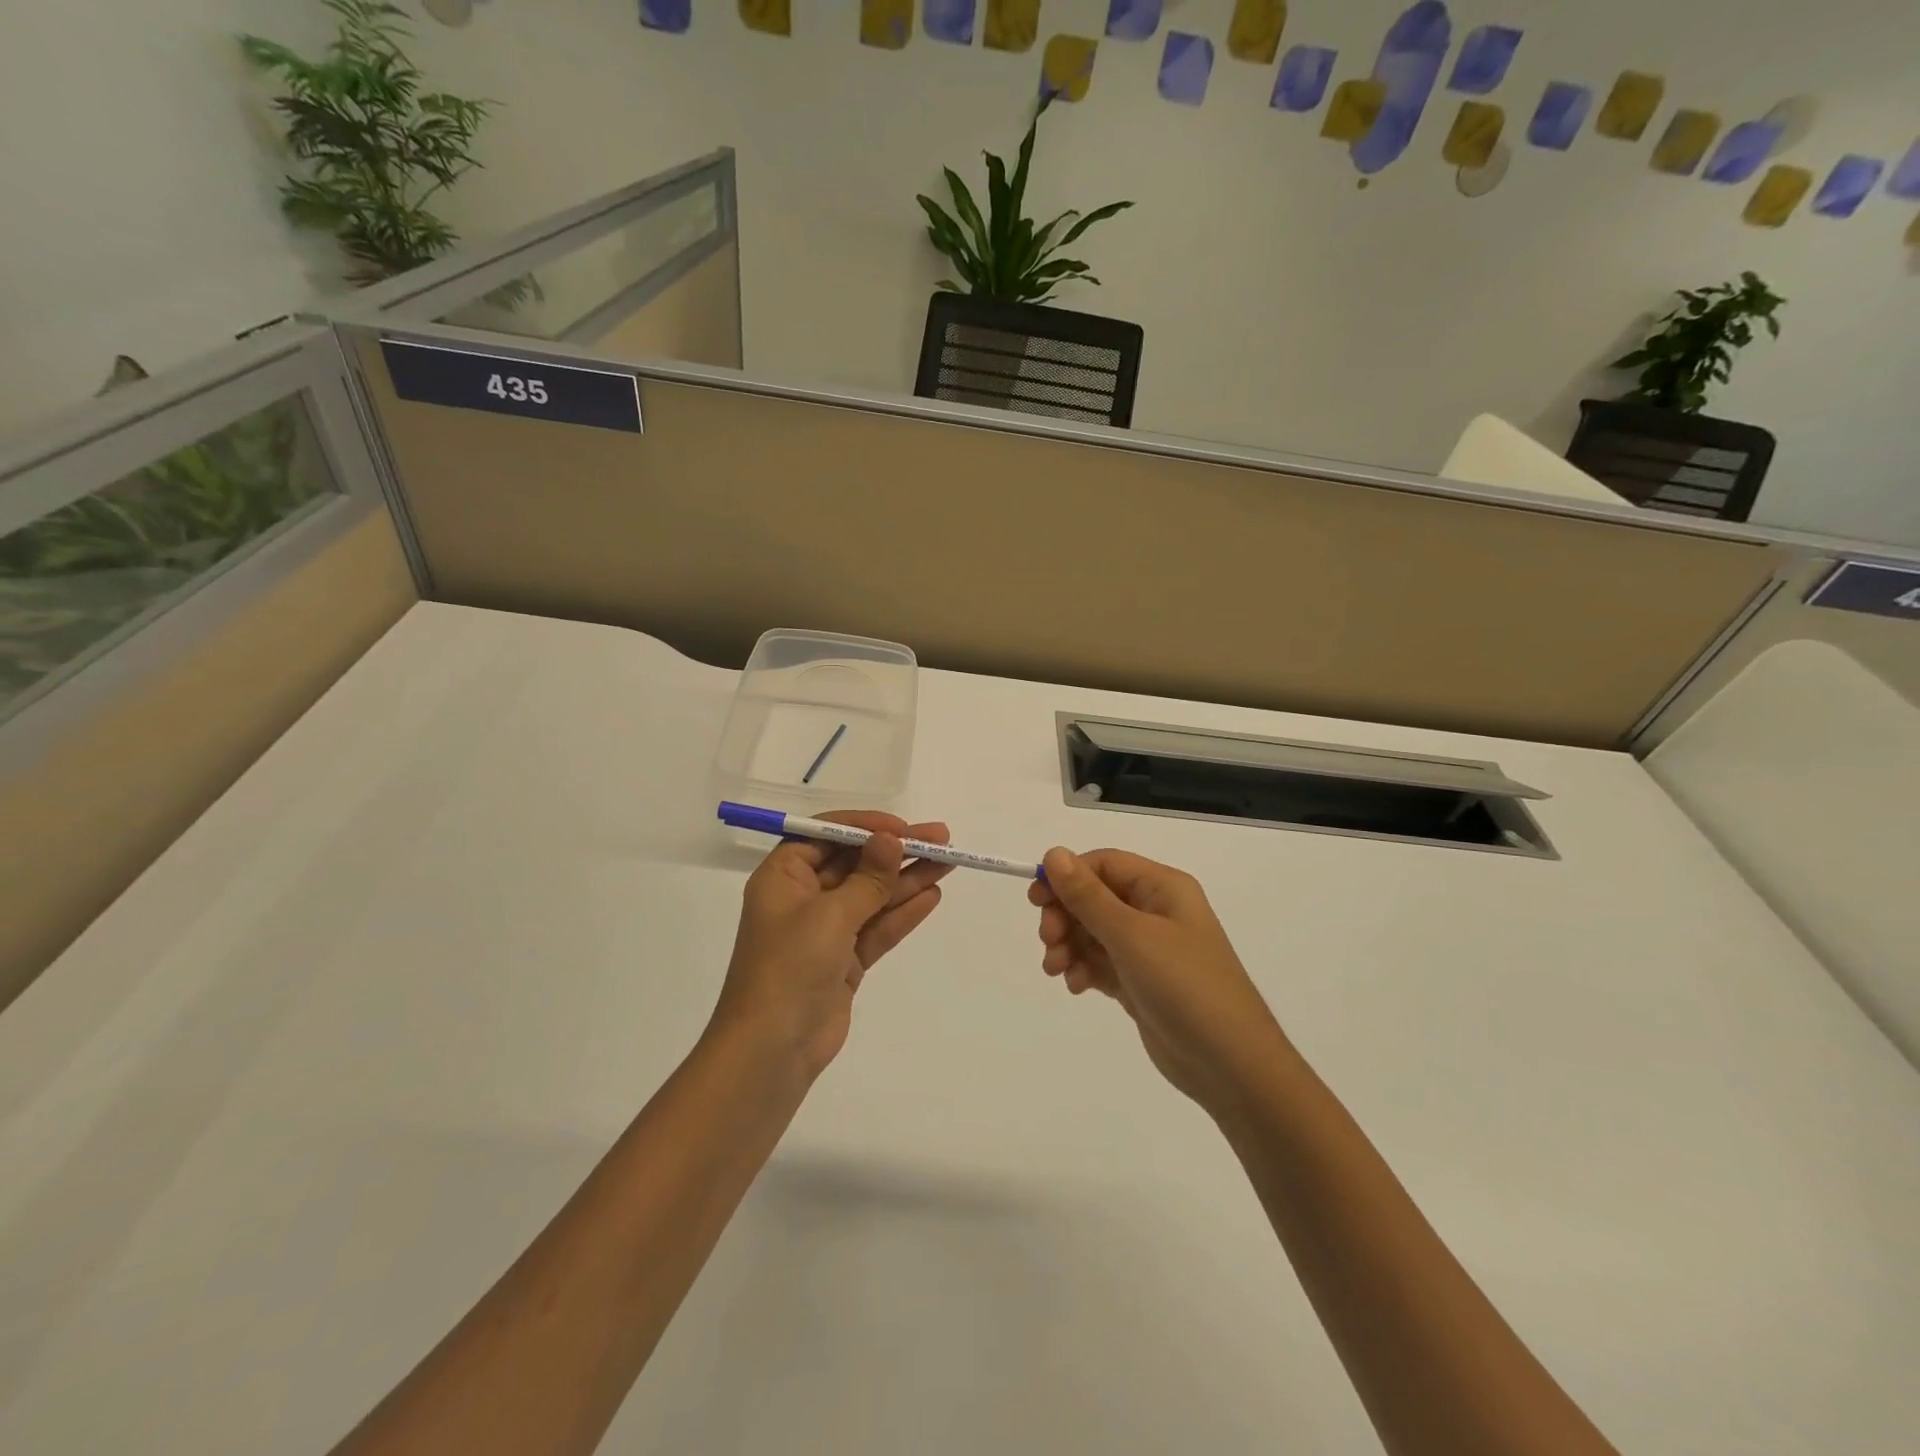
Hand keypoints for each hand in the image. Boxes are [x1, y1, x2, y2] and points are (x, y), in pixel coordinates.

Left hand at [712, 812, 952, 1081]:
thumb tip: (891, 840)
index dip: (866, 827)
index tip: (904, 828)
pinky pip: (877, 927)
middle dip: (897, 852)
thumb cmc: (790, 967)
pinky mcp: (844, 960)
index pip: (826, 835)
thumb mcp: (831, 915)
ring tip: (949, 863)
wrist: (772, 1049)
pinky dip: (902, 913)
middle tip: (942, 839)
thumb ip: (867, 878)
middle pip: (855, 864)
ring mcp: (825, 931)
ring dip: (907, 879)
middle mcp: (803, 898)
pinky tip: (932, 896)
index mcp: (784, 877)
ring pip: (872, 895)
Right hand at [1029, 848, 1286, 1115]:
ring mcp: (1149, 949)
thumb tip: (1054, 853)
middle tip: (1048, 940)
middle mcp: (1156, 911)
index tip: (1036, 900)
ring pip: (1093, 932)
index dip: (1068, 876)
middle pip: (1095, 898)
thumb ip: (1088, 896)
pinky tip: (1076, 986)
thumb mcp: (1131, 935)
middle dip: (1065, 916)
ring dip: (1069, 945)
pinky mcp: (1141, 982)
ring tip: (1056, 970)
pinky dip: (1083, 969)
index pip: (1104, 864)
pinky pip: (1101, 963)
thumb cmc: (1184, 985)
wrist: (1230, 1064)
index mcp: (1162, 888)